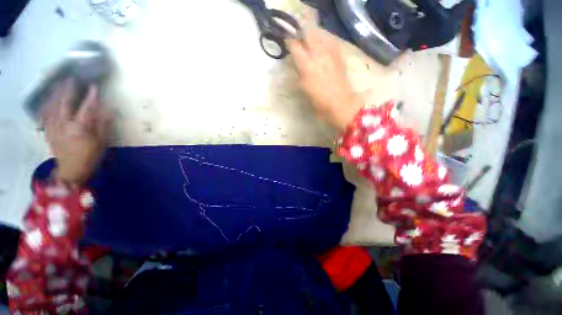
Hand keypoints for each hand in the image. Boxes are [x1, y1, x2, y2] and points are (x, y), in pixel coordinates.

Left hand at [42, 80, 111, 186]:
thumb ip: (103, 125)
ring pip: (51, 107)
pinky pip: (45, 116)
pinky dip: (46, 106)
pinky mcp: (48, 132)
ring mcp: (53, 128)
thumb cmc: (90, 157)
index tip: (94, 86)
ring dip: (54, 95)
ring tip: (57, 85)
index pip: (86, 108)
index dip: (91, 96)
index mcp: (79, 128)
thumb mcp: (102, 142)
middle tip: (69, 79)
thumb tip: (108, 110)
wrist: (71, 172)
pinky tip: (47, 101)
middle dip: (67, 90)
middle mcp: (64, 125)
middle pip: (64, 103)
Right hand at [286, 28, 361, 130]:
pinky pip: (331, 40)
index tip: (287, 42)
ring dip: (313, 35)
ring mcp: (330, 52)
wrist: (339, 104)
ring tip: (310, 42)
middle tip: (298, 39)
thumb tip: (296, 63)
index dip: (289, 41)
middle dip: (301, 32)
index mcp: (306, 64)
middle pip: (308, 32)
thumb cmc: (318, 101)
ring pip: (320, 33)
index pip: (294, 45)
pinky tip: (323, 47)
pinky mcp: (339, 55)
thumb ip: (298, 72)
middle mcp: (318, 53)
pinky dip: (325, 40)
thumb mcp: (303, 89)